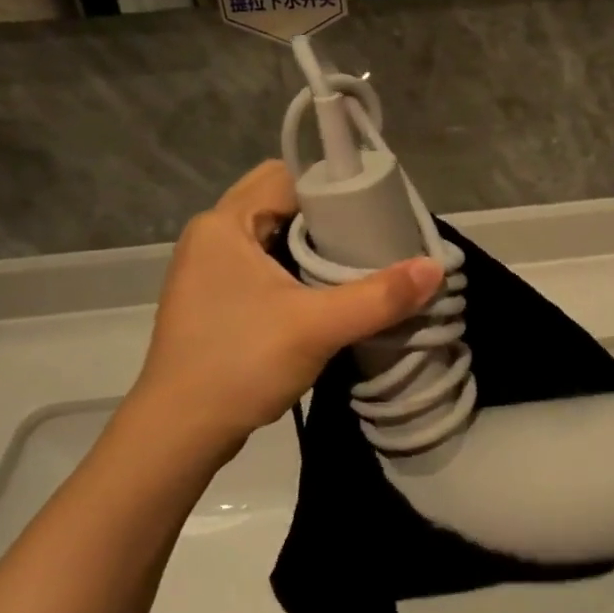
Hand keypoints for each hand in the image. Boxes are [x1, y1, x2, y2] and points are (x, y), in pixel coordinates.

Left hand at [122, 161, 443, 457]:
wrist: (177, 436)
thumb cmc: (239, 365)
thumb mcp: (317, 327)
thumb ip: (379, 296)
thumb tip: (436, 268)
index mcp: (224, 224)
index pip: (287, 175)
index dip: (332, 186)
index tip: (374, 209)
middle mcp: (212, 235)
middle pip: (281, 202)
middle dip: (326, 216)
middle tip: (371, 237)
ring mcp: (209, 268)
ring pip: (273, 234)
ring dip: (312, 244)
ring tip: (357, 262)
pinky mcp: (214, 298)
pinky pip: (263, 262)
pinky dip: (295, 268)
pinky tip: (325, 292)